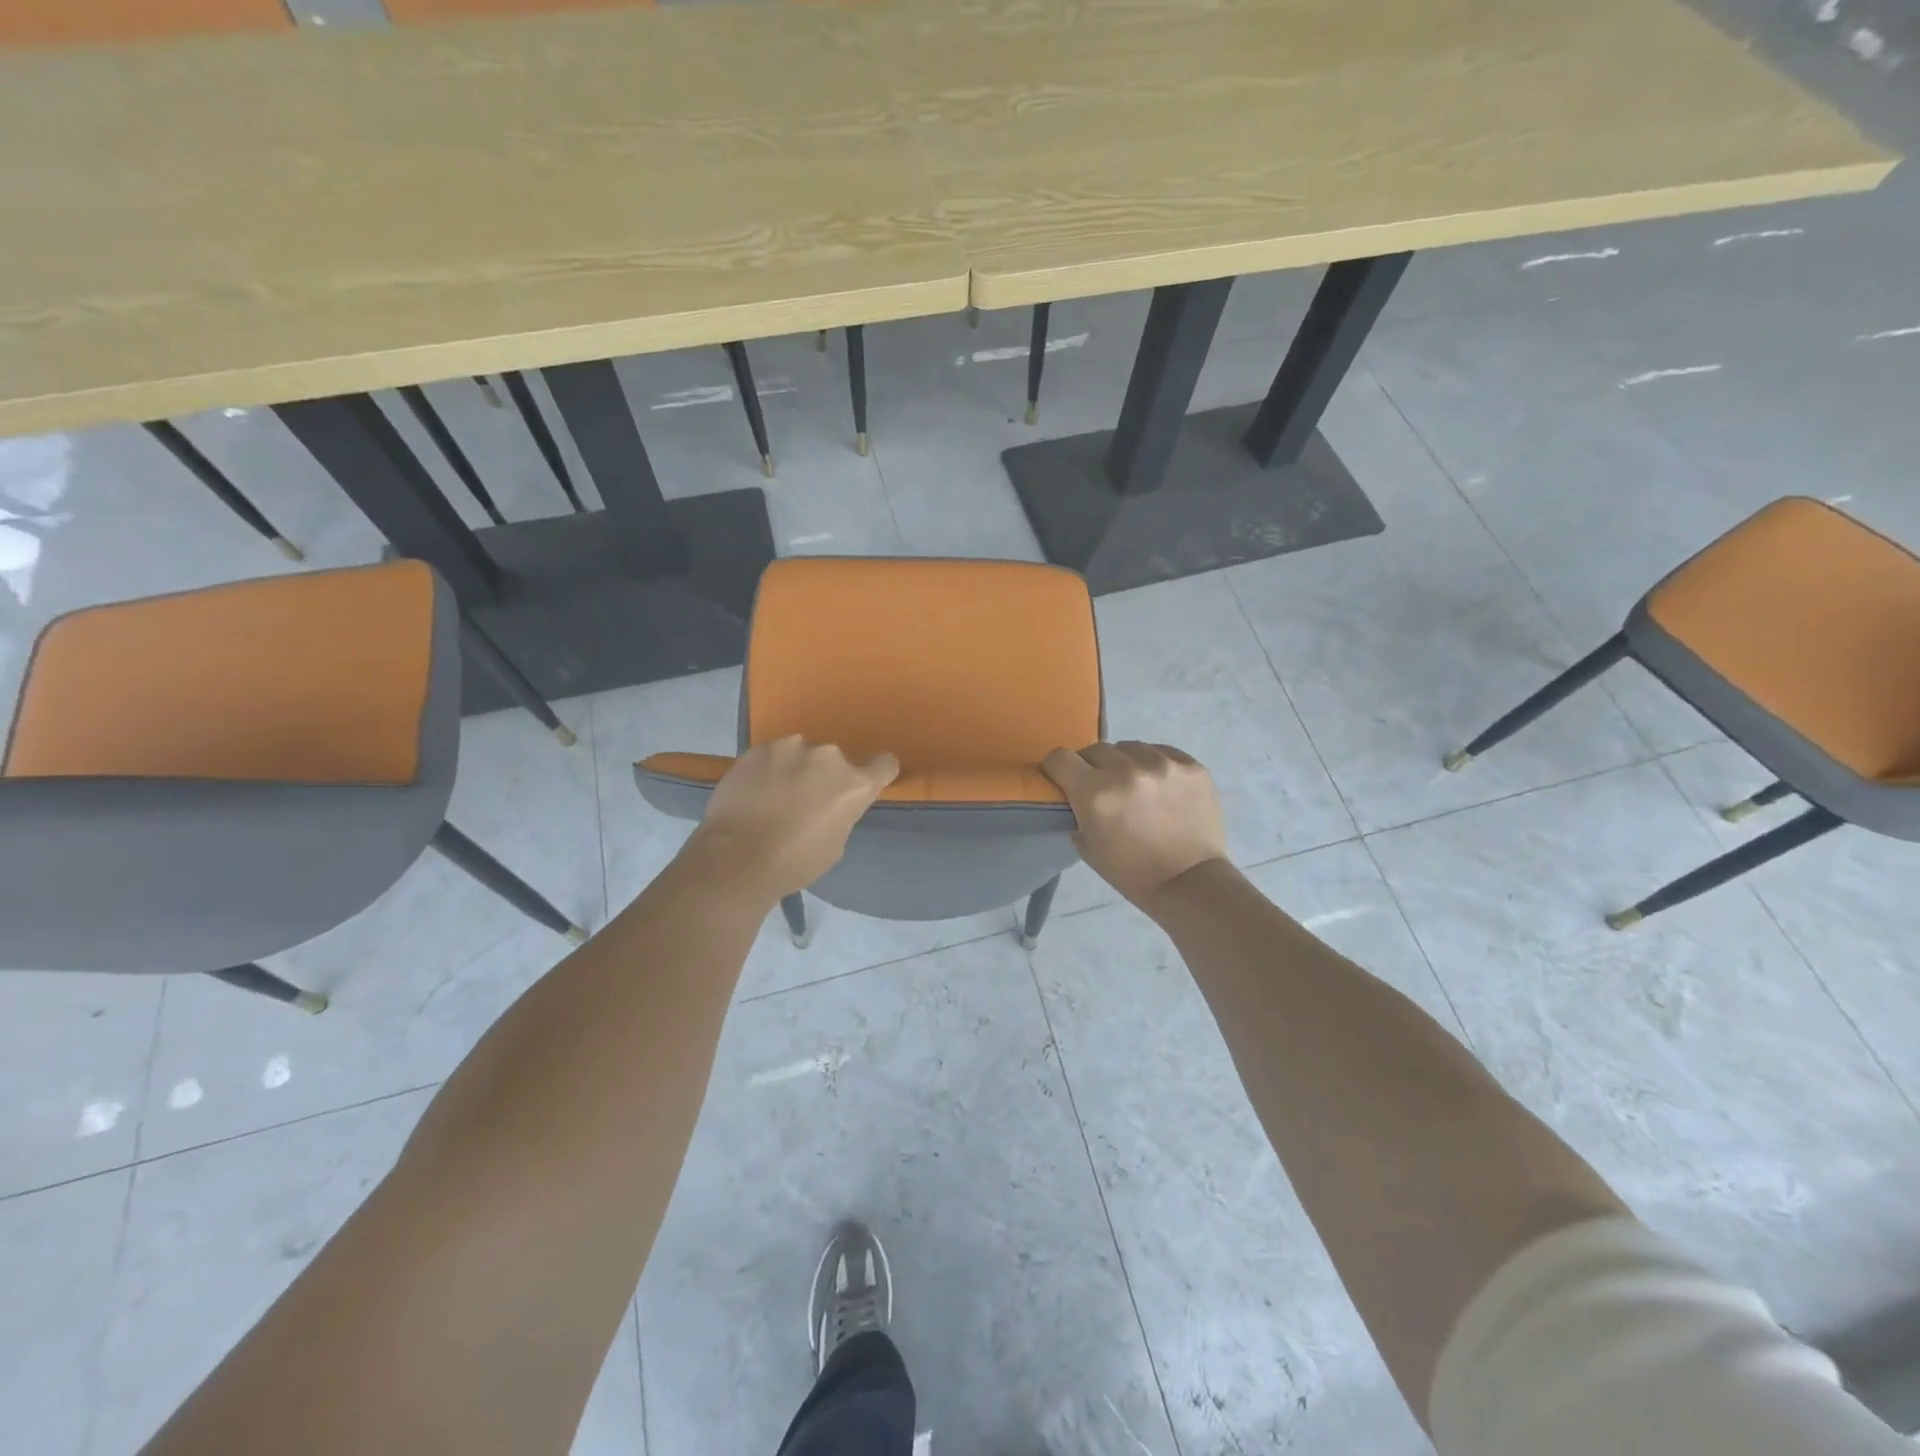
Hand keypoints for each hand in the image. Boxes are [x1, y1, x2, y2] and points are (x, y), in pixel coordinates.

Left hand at [685, 736, 898, 898]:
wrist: (737, 857)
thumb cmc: (794, 862)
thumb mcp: (835, 844)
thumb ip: (840, 814)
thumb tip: (829, 805)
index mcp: (855, 784)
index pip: (885, 763)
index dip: (877, 773)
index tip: (864, 784)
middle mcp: (829, 757)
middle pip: (835, 761)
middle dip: (824, 777)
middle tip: (804, 802)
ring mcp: (791, 747)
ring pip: (801, 754)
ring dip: (795, 769)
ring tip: (773, 796)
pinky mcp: (758, 749)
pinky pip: (772, 755)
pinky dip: (768, 769)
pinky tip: (753, 792)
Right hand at [1042, 741, 1227, 905]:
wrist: (1189, 883)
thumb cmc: (1131, 871)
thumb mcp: (1086, 845)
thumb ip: (1077, 809)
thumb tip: (1076, 789)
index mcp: (1095, 792)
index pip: (1060, 757)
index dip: (1058, 768)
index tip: (1064, 778)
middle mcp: (1127, 770)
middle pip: (1095, 749)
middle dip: (1093, 767)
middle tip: (1103, 788)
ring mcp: (1163, 764)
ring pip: (1130, 747)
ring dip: (1126, 763)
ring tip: (1136, 786)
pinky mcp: (1191, 766)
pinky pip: (1162, 751)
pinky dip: (1155, 765)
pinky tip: (1161, 787)